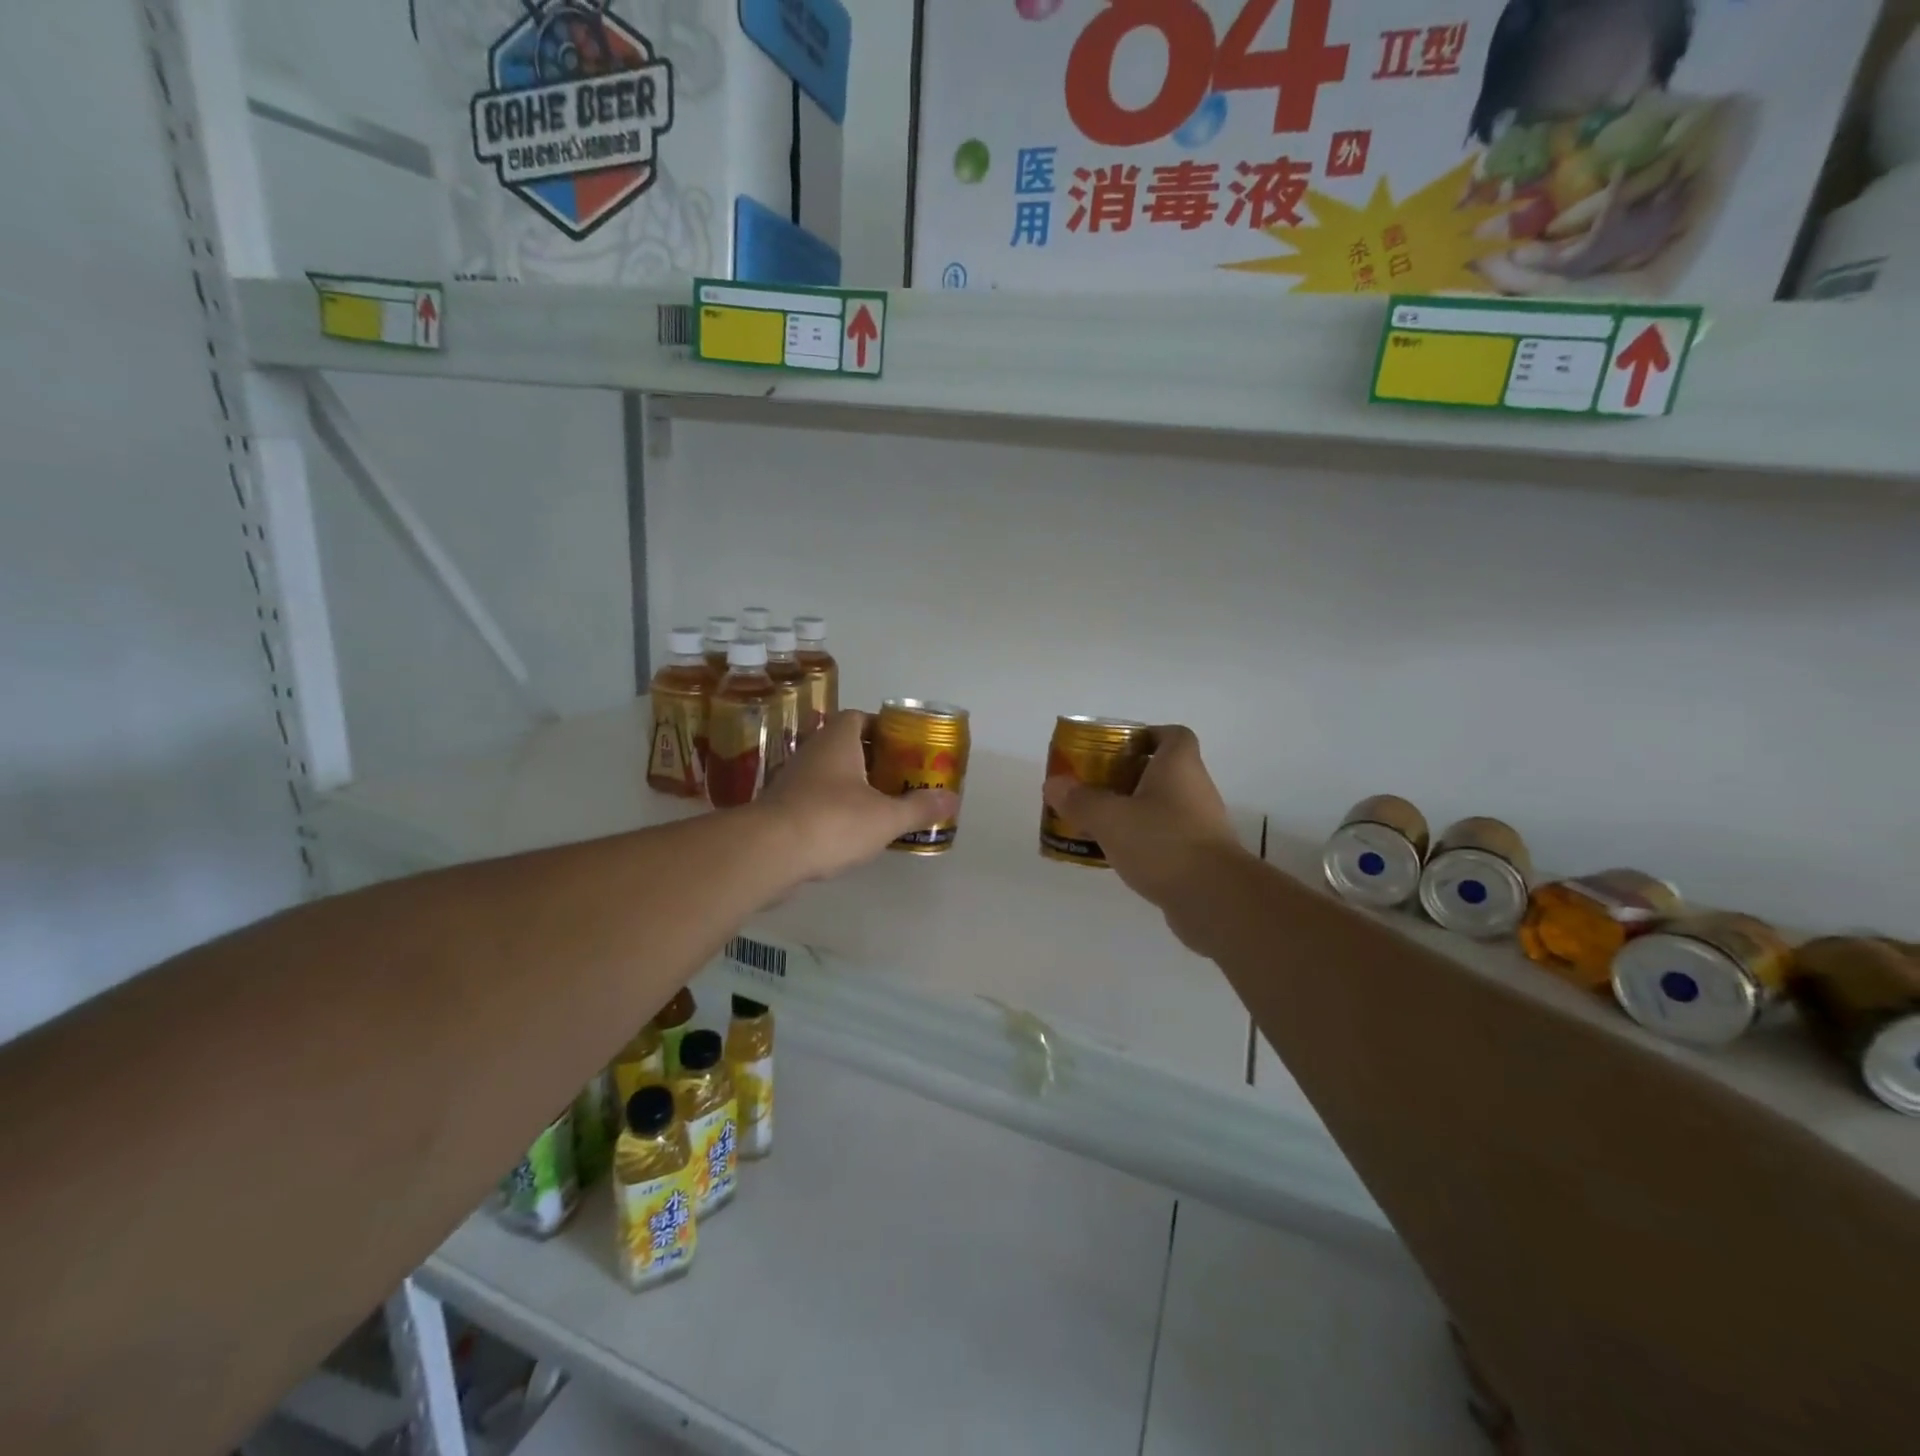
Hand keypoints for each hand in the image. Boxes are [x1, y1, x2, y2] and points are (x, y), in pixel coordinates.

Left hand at [752, 711, 958, 882]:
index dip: (882, 728)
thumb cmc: (833, 821)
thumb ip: (919, 807)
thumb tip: (952, 798)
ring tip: (878, 806)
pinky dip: (831, 809)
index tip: (902, 746)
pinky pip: (812, 799)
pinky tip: (848, 831)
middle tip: (898, 777)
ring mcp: (791, 780)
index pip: (858, 717)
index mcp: (837, 741)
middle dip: (870, 759)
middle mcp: (812, 752)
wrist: (768, 852)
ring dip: (850, 785)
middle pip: (844, 745)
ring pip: (827, 774)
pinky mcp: (779, 808)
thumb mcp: (886, 817)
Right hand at [1042, 725, 1246, 912]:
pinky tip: (1116, 855)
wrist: (1214, 899)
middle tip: (1092, 787)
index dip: (1146, 736)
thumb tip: (1054, 784)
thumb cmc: (1163, 842)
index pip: (1172, 735)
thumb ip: (1080, 800)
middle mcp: (1195, 789)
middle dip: (1125, 777)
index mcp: (1179, 766)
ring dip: (1131, 811)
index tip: (1115, 749)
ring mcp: (1200, 825)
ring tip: (1096, 823)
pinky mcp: (1199, 857)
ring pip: (1160, 807)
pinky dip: (1142, 841)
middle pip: (1161, 772)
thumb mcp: (1110, 818)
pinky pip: (1165, 838)